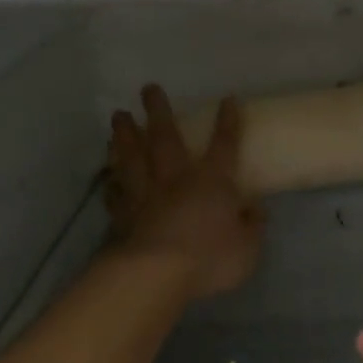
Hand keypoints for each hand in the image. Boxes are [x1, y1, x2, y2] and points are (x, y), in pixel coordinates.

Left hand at [104, 85, 262, 300]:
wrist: (157, 274)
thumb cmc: (210, 258)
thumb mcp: (248, 247)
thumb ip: (252, 225)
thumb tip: (254, 208)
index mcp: (211, 181)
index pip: (224, 145)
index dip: (228, 123)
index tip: (227, 99)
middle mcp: (175, 179)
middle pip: (165, 137)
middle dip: (158, 111)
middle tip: (147, 89)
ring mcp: (145, 195)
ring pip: (133, 157)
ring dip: (125, 135)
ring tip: (118, 116)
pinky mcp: (123, 215)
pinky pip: (116, 194)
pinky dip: (112, 183)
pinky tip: (108, 176)